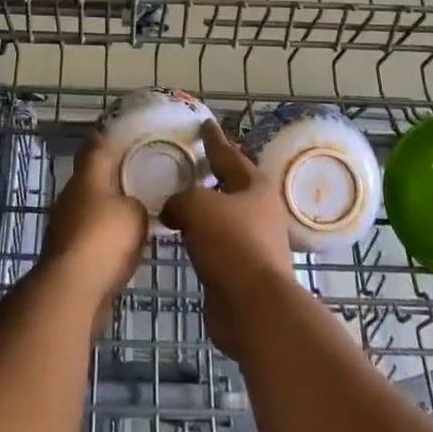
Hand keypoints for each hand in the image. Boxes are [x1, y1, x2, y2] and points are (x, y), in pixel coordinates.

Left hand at [42, 135, 148, 307]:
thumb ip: (138, 202)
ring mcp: (63, 224)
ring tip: (132, 214)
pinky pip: (87, 236)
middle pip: (90, 178)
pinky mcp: (63, 253)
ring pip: (88, 208)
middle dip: (110, 178)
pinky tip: (120, 247)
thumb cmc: (105, 238)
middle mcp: (70, 194)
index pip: (96, 146)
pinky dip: (101, 238)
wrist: (72, 288)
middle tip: (137, 178)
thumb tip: (132, 203)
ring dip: (105, 210)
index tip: (124, 135)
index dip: (108, 138)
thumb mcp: (136, 213)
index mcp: (87, 176)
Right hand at [161, 121, 297, 358]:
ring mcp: (253, 243)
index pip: (229, 154)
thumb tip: (173, 209)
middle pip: (229, 185)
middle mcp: (259, 211)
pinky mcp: (242, 271)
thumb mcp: (197, 205)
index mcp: (255, 186)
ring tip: (176, 200)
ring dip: (203, 209)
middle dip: (210, 174)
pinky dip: (199, 237)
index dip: (213, 139)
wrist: (253, 308)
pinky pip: (215, 244)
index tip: (204, 123)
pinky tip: (181, 236)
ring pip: (222, 216)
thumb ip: (180, 198)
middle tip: (187, 162)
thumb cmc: (231, 244)